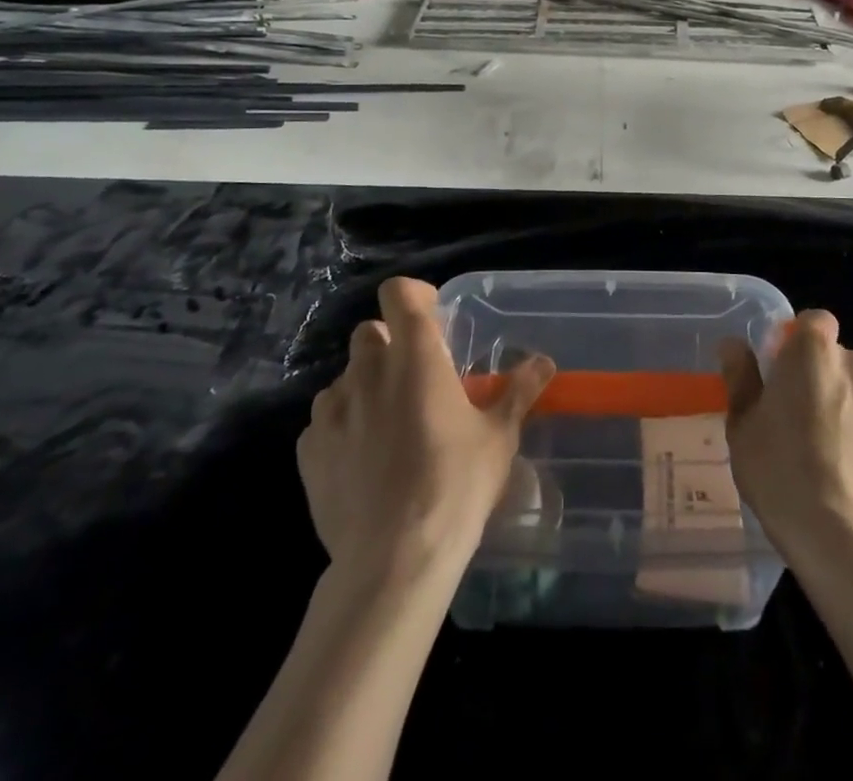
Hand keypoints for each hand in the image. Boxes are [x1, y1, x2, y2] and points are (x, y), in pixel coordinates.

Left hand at [297, 277, 554, 581]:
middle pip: (370, 332)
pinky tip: (362, 460)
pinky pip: (324, 420)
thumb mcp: (498, 437)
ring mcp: (332, 410)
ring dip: (365, 386)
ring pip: (345, 376)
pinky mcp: (308, 450)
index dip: (413, 296)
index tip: (433, 317)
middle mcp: (368, 370)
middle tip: (416, 378)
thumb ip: (517, 391)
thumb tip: (544, 361)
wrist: (393, 559)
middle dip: (391, 344)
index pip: (398, 293)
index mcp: (415, 355)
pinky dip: (341, 426)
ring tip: (388, 423)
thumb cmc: (455, 485)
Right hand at [721, 310, 852, 566]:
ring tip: (829, 448)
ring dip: (848, 403)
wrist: (842, 539)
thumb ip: (740, 377)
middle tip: (798, 415)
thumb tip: (734, 345)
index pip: (814, 321)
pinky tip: (851, 471)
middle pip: (839, 357)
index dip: (798, 341)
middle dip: (822, 375)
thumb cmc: (780, 471)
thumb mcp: (742, 425)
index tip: (781, 371)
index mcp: (813, 352)